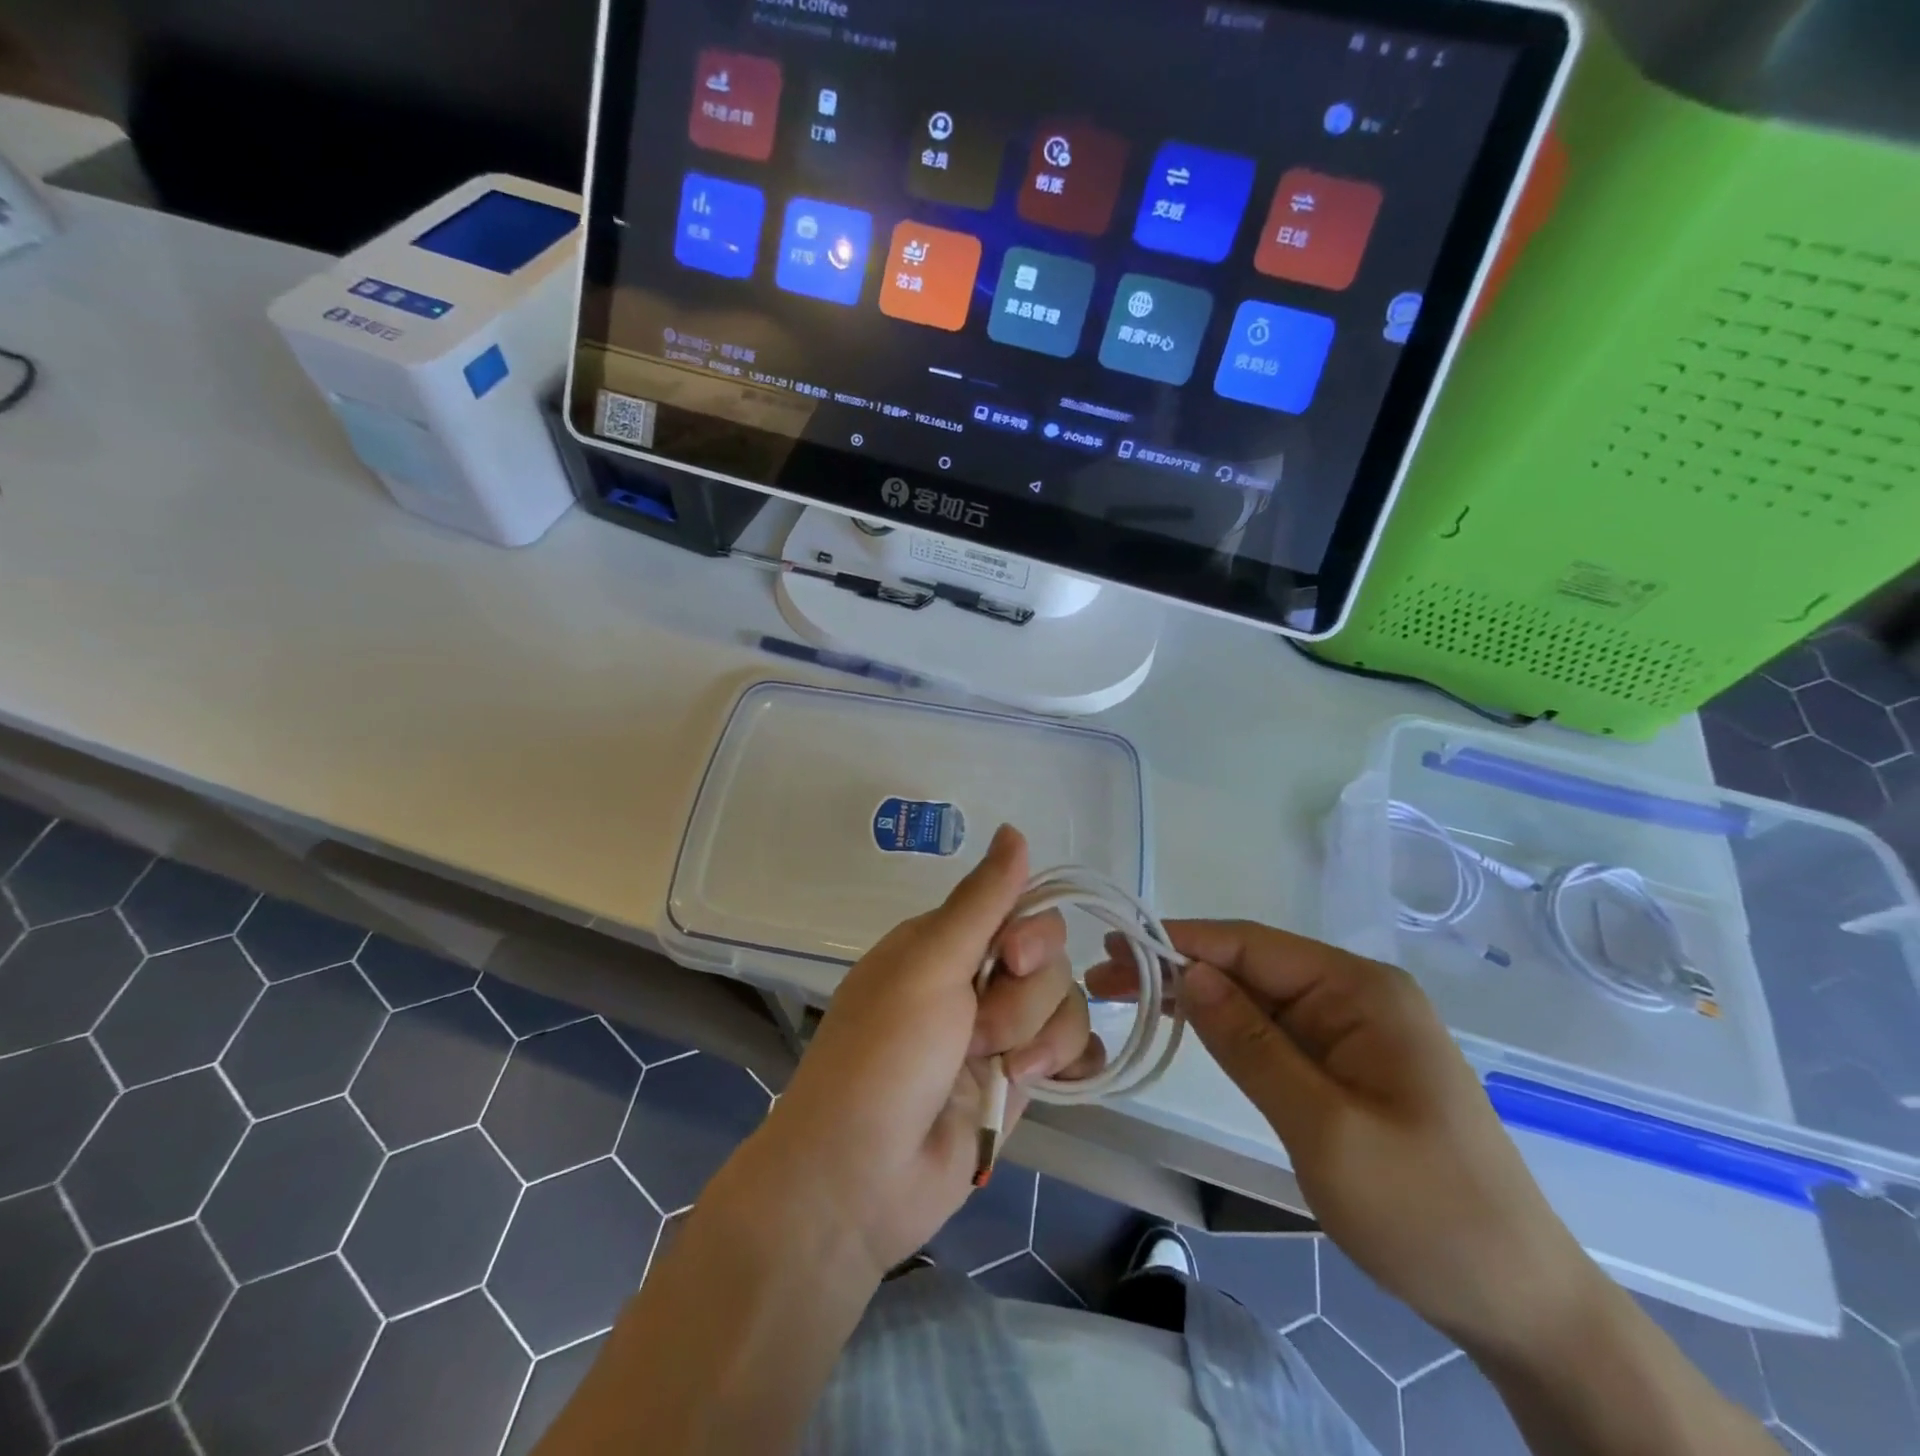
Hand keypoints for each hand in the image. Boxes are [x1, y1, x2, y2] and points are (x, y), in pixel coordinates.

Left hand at [743, 826, 1101, 1276]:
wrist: (861, 1178)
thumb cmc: (884, 1056)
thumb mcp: (928, 965)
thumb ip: (982, 901)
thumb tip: (1014, 830)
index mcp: (944, 943)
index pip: (1020, 908)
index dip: (1032, 933)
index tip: (1013, 959)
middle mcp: (974, 980)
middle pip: (1049, 959)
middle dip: (1024, 998)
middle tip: (979, 1033)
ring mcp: (998, 1033)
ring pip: (1065, 1004)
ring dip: (1039, 1039)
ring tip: (1000, 1072)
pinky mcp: (1020, 1081)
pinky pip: (1074, 1051)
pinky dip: (1071, 1061)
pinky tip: (1055, 1079)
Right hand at [1089, 921, 1596, 1351]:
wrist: (1520, 1304)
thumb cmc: (1425, 1211)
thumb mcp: (1324, 1127)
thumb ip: (1251, 1044)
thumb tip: (1190, 972)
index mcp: (1360, 991)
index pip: (1252, 945)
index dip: (1180, 941)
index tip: (1115, 946)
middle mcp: (1356, 996)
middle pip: (1250, 966)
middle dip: (1178, 968)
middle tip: (1104, 979)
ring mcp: (1353, 1031)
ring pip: (1257, 998)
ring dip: (1195, 997)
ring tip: (1126, 998)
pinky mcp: (1347, 1066)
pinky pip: (1274, 1032)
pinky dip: (1225, 1029)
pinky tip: (1184, 1027)